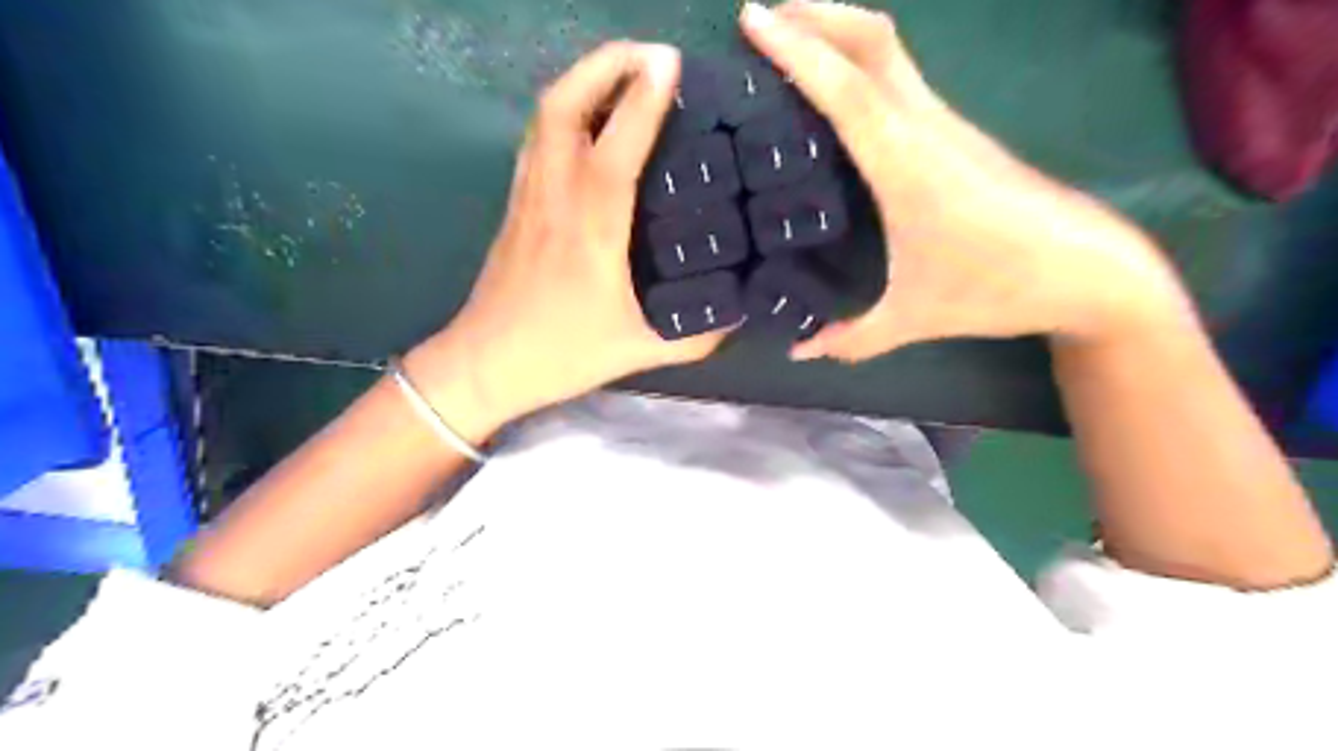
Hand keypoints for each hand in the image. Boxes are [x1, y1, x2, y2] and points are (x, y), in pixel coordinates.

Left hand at [404, 42, 730, 437]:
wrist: (487, 364)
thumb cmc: (562, 354)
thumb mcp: (639, 351)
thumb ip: (696, 336)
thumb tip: (741, 312)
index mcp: (591, 231)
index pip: (615, 148)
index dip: (642, 99)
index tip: (670, 63)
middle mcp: (555, 198)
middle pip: (565, 106)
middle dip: (605, 64)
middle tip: (650, 54)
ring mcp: (528, 195)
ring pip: (545, 115)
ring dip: (583, 79)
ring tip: (624, 72)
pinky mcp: (516, 203)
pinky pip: (537, 137)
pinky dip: (565, 109)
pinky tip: (589, 118)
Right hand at [742, 0, 1189, 363]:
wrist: (1090, 271)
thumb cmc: (998, 289)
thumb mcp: (914, 320)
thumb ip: (850, 337)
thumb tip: (796, 349)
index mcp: (908, 167)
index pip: (847, 90)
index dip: (798, 49)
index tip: (753, 18)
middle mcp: (927, 129)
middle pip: (873, 41)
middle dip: (817, 14)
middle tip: (763, 13)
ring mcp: (947, 125)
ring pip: (890, 52)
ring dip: (840, 31)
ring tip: (791, 36)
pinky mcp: (958, 133)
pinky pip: (901, 78)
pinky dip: (861, 62)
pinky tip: (838, 85)